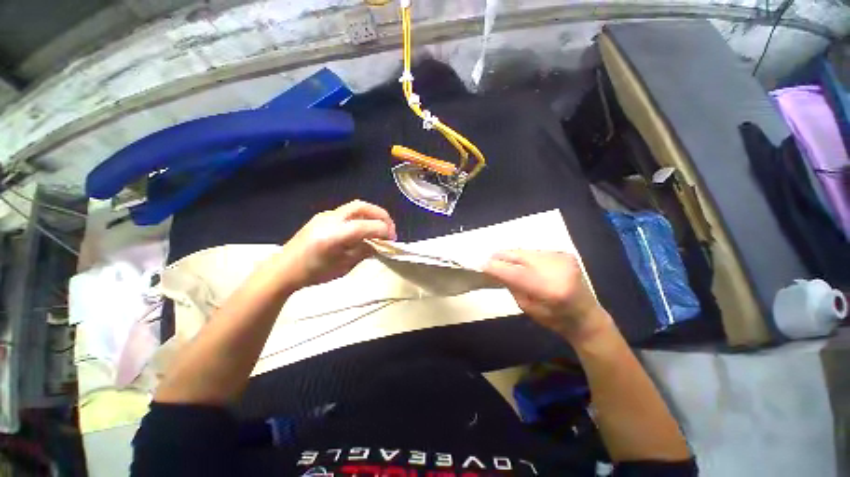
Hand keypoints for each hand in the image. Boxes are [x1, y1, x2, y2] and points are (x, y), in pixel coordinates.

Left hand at [276, 200, 396, 289]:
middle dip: (381, 215)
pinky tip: (362, 229)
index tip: (392, 239)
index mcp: (335, 235)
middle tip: (389, 229)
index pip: (368, 226)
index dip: (384, 230)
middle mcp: (331, 219)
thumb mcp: (344, 266)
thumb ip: (364, 252)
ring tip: (379, 228)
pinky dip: (361, 217)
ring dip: (372, 214)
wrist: (284, 268)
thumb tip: (379, 245)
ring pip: (356, 206)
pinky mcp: (323, 216)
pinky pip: (348, 212)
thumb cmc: (314, 272)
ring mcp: (326, 215)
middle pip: (363, 207)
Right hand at [483, 250, 611, 342]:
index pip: (515, 273)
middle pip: (520, 256)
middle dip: (501, 256)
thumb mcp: (527, 307)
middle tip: (489, 259)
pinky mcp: (564, 253)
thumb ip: (511, 285)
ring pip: (526, 251)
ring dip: (513, 256)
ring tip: (504, 260)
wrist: (585, 315)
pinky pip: (535, 252)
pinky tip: (523, 263)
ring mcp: (562, 258)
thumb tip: (495, 269)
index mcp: (550, 290)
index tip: (481, 265)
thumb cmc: (554, 318)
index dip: (496, 267)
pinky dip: (525, 256)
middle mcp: (557, 269)